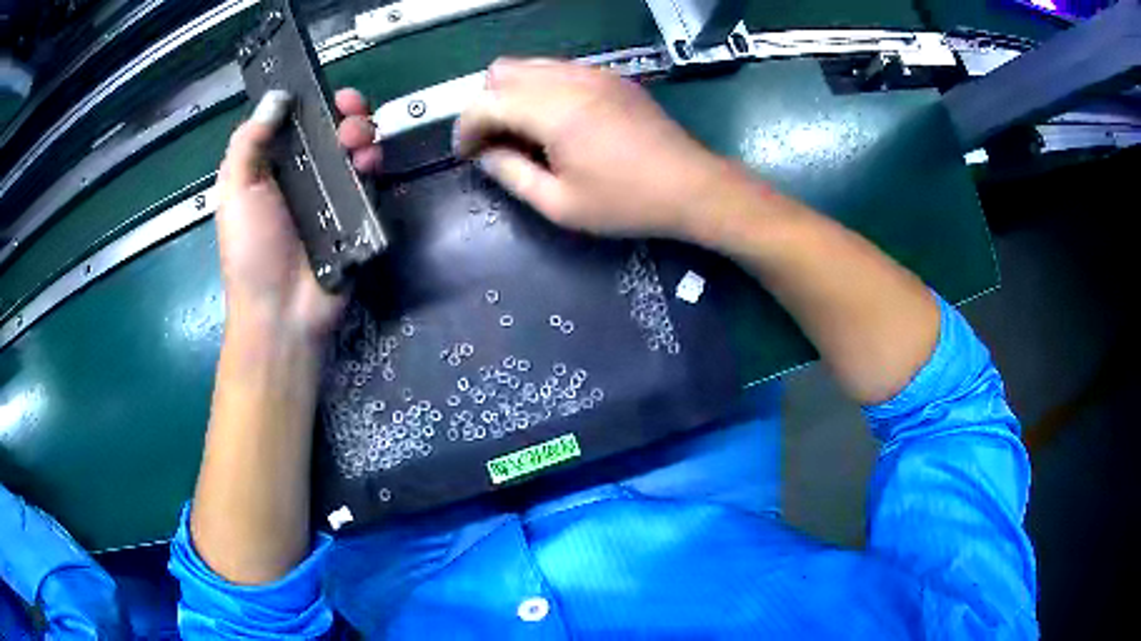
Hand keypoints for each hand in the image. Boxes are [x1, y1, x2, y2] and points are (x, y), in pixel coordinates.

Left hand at [214, 88, 380, 340]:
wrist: (284, 311)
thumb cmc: (251, 251)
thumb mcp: (236, 192)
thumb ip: (249, 141)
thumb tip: (277, 96)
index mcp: (268, 166)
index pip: (293, 120)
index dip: (310, 101)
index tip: (324, 93)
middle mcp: (300, 173)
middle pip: (329, 127)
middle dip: (345, 113)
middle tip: (350, 116)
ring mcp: (330, 192)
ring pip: (353, 146)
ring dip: (361, 132)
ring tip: (359, 144)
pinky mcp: (355, 211)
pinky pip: (369, 176)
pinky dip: (373, 162)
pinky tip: (368, 164)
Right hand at [453, 58, 728, 239]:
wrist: (692, 185)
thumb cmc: (627, 202)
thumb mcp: (560, 204)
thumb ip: (512, 175)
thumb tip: (486, 155)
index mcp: (552, 110)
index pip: (485, 102)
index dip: (465, 128)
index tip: (466, 155)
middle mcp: (568, 79)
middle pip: (501, 71)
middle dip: (487, 104)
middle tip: (495, 142)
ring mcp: (593, 72)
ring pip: (530, 65)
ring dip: (513, 93)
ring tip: (523, 132)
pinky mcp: (611, 76)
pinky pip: (559, 69)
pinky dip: (541, 88)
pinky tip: (556, 121)